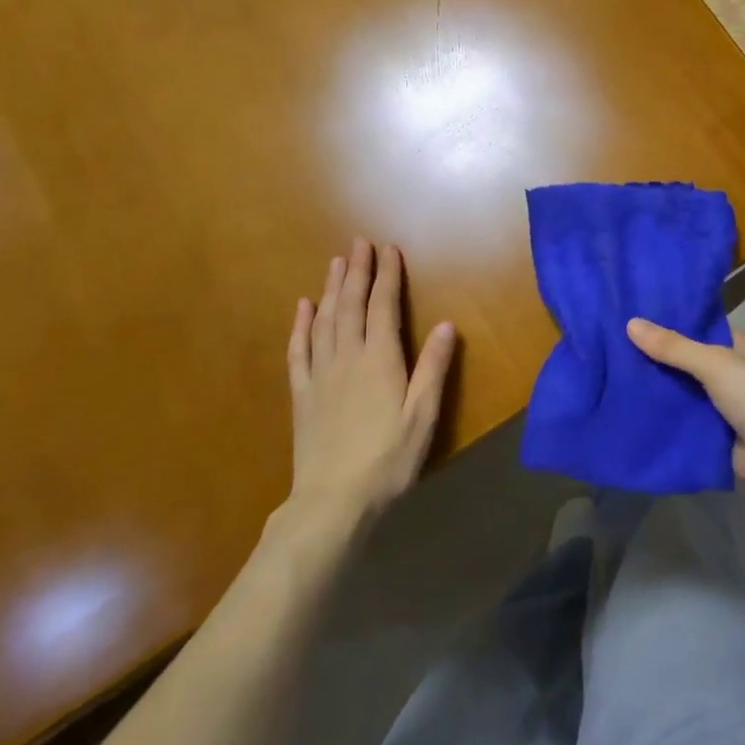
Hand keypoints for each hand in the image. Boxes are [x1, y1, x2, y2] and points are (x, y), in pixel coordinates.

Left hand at [283, 239, 456, 533]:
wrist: (332, 501)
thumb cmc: (388, 459)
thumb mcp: (422, 416)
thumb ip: (433, 368)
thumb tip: (445, 324)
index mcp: (380, 360)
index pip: (384, 306)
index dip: (388, 275)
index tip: (389, 249)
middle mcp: (347, 357)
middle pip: (352, 305)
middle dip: (358, 271)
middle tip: (359, 243)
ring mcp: (320, 374)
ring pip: (324, 320)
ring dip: (332, 288)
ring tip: (336, 262)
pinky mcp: (302, 394)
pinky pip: (299, 350)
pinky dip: (300, 325)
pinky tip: (303, 307)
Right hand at [626, 317, 744, 503]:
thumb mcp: (714, 363)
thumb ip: (673, 347)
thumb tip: (630, 323)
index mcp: (742, 347)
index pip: (702, 329)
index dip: (671, 325)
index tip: (634, 320)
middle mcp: (734, 372)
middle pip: (689, 361)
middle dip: (659, 359)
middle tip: (615, 348)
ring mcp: (724, 405)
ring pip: (684, 391)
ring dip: (659, 388)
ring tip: (613, 375)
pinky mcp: (714, 433)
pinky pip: (683, 418)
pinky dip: (663, 415)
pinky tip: (630, 408)